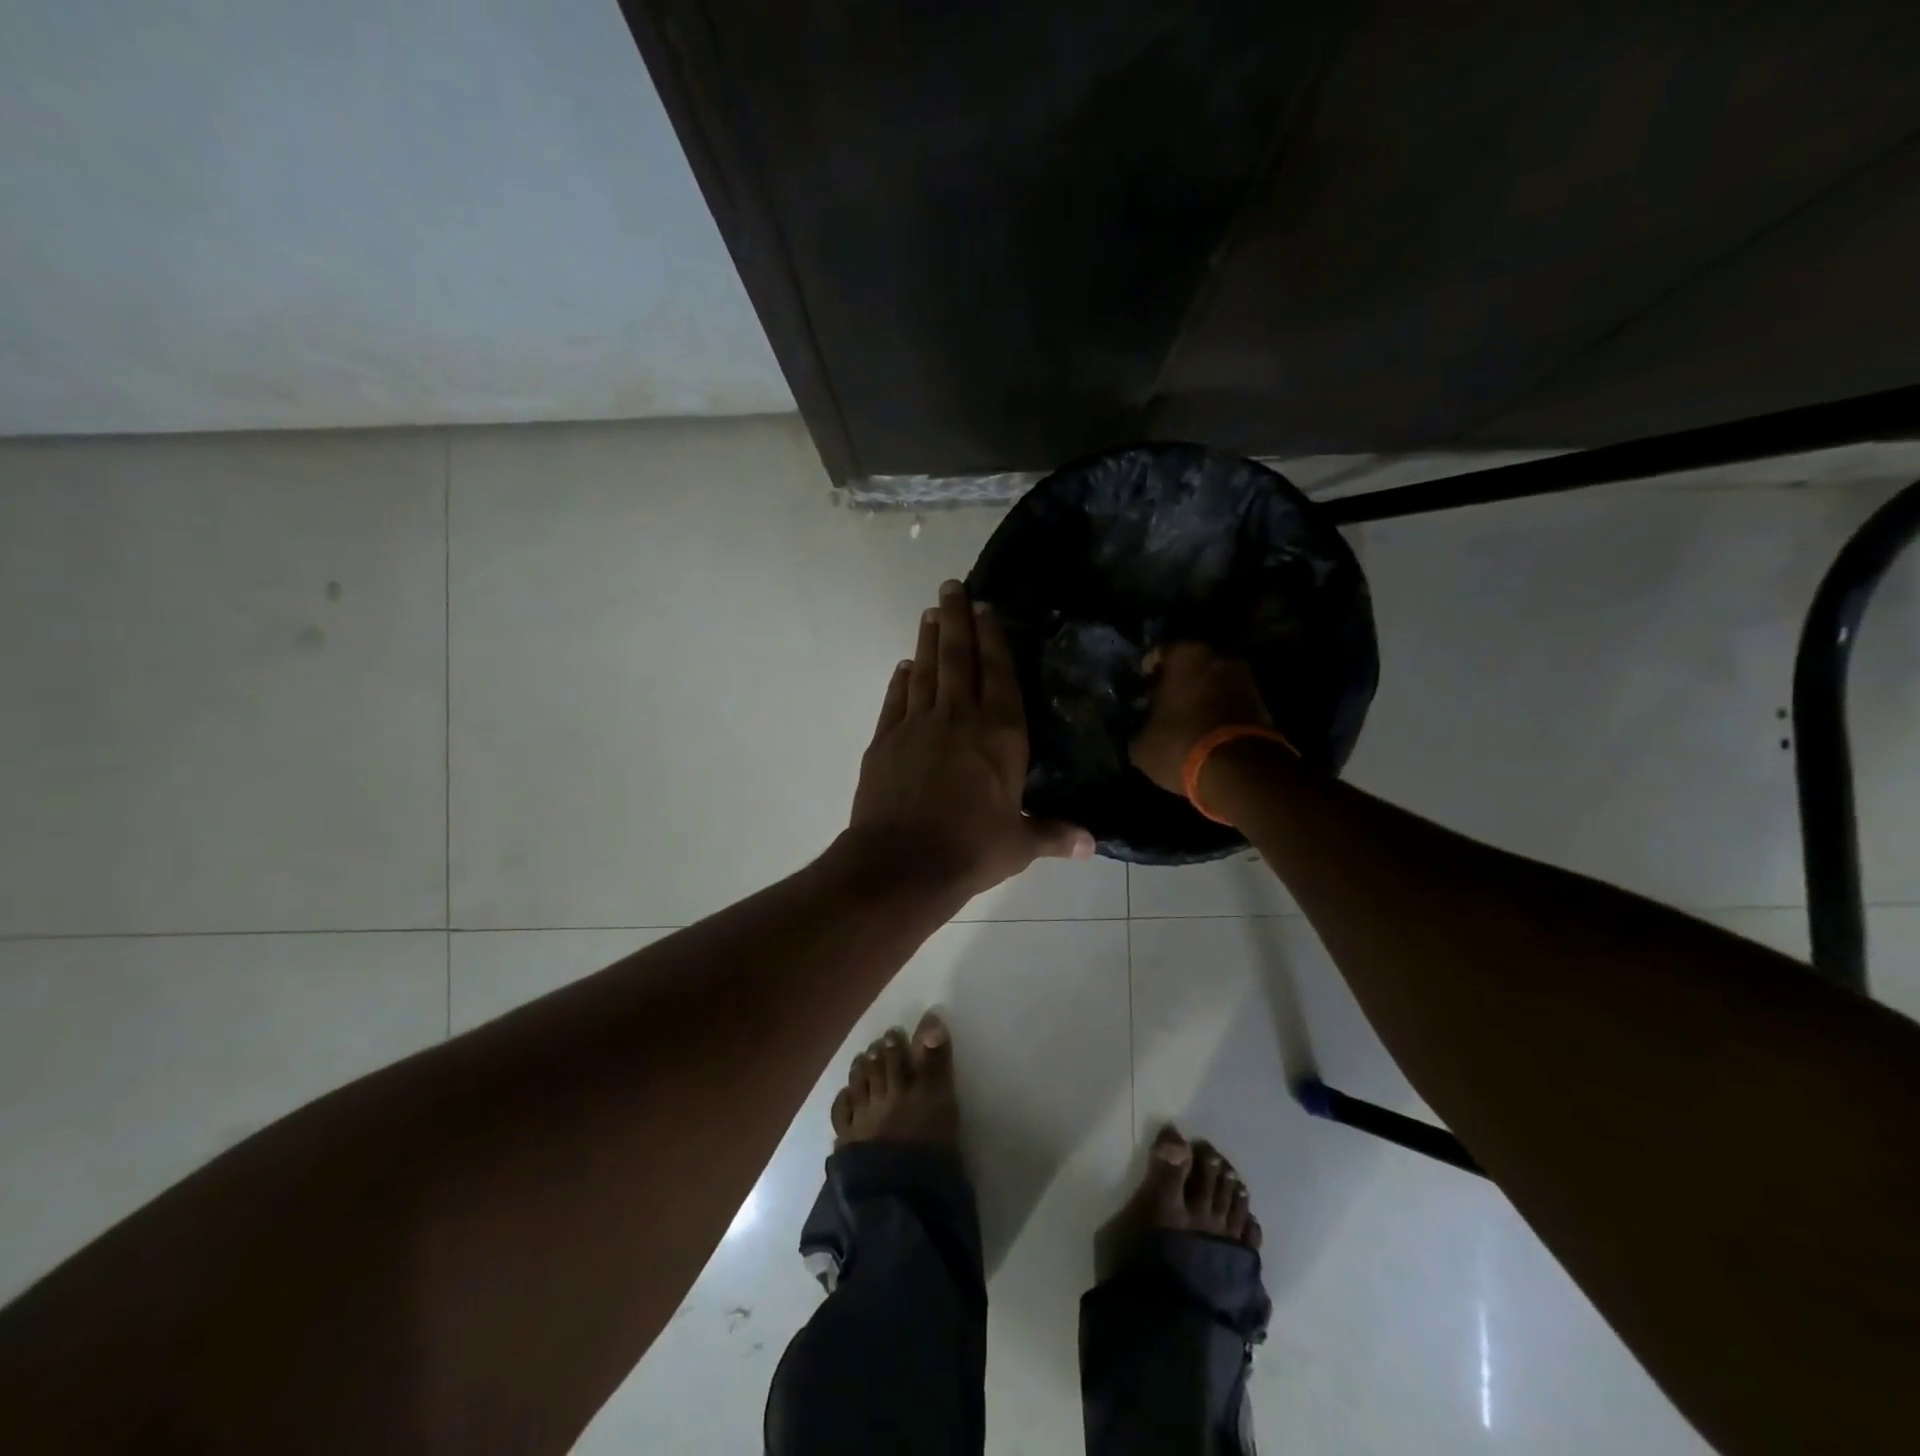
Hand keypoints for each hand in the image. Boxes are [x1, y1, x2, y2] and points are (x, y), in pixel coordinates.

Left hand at [850, 580, 1093, 894]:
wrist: (902, 864)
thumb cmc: (971, 850)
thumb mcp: (1019, 845)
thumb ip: (1053, 834)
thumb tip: (1091, 844)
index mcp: (1000, 735)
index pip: (998, 674)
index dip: (993, 638)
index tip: (985, 607)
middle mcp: (959, 719)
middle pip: (957, 658)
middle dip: (956, 620)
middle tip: (950, 587)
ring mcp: (917, 726)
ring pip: (925, 672)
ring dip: (928, 641)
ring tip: (930, 613)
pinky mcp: (885, 741)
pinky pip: (895, 701)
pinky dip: (900, 681)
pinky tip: (903, 667)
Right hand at [1130, 642, 1271, 794]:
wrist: (1238, 770)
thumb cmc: (1179, 743)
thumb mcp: (1142, 742)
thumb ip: (1140, 725)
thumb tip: (1142, 727)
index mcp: (1184, 654)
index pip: (1160, 652)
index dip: (1150, 671)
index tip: (1143, 688)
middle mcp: (1218, 656)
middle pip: (1192, 663)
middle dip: (1179, 680)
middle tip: (1165, 702)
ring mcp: (1245, 677)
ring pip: (1214, 681)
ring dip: (1202, 695)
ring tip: (1187, 719)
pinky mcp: (1263, 702)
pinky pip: (1232, 700)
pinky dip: (1220, 710)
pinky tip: (1207, 730)